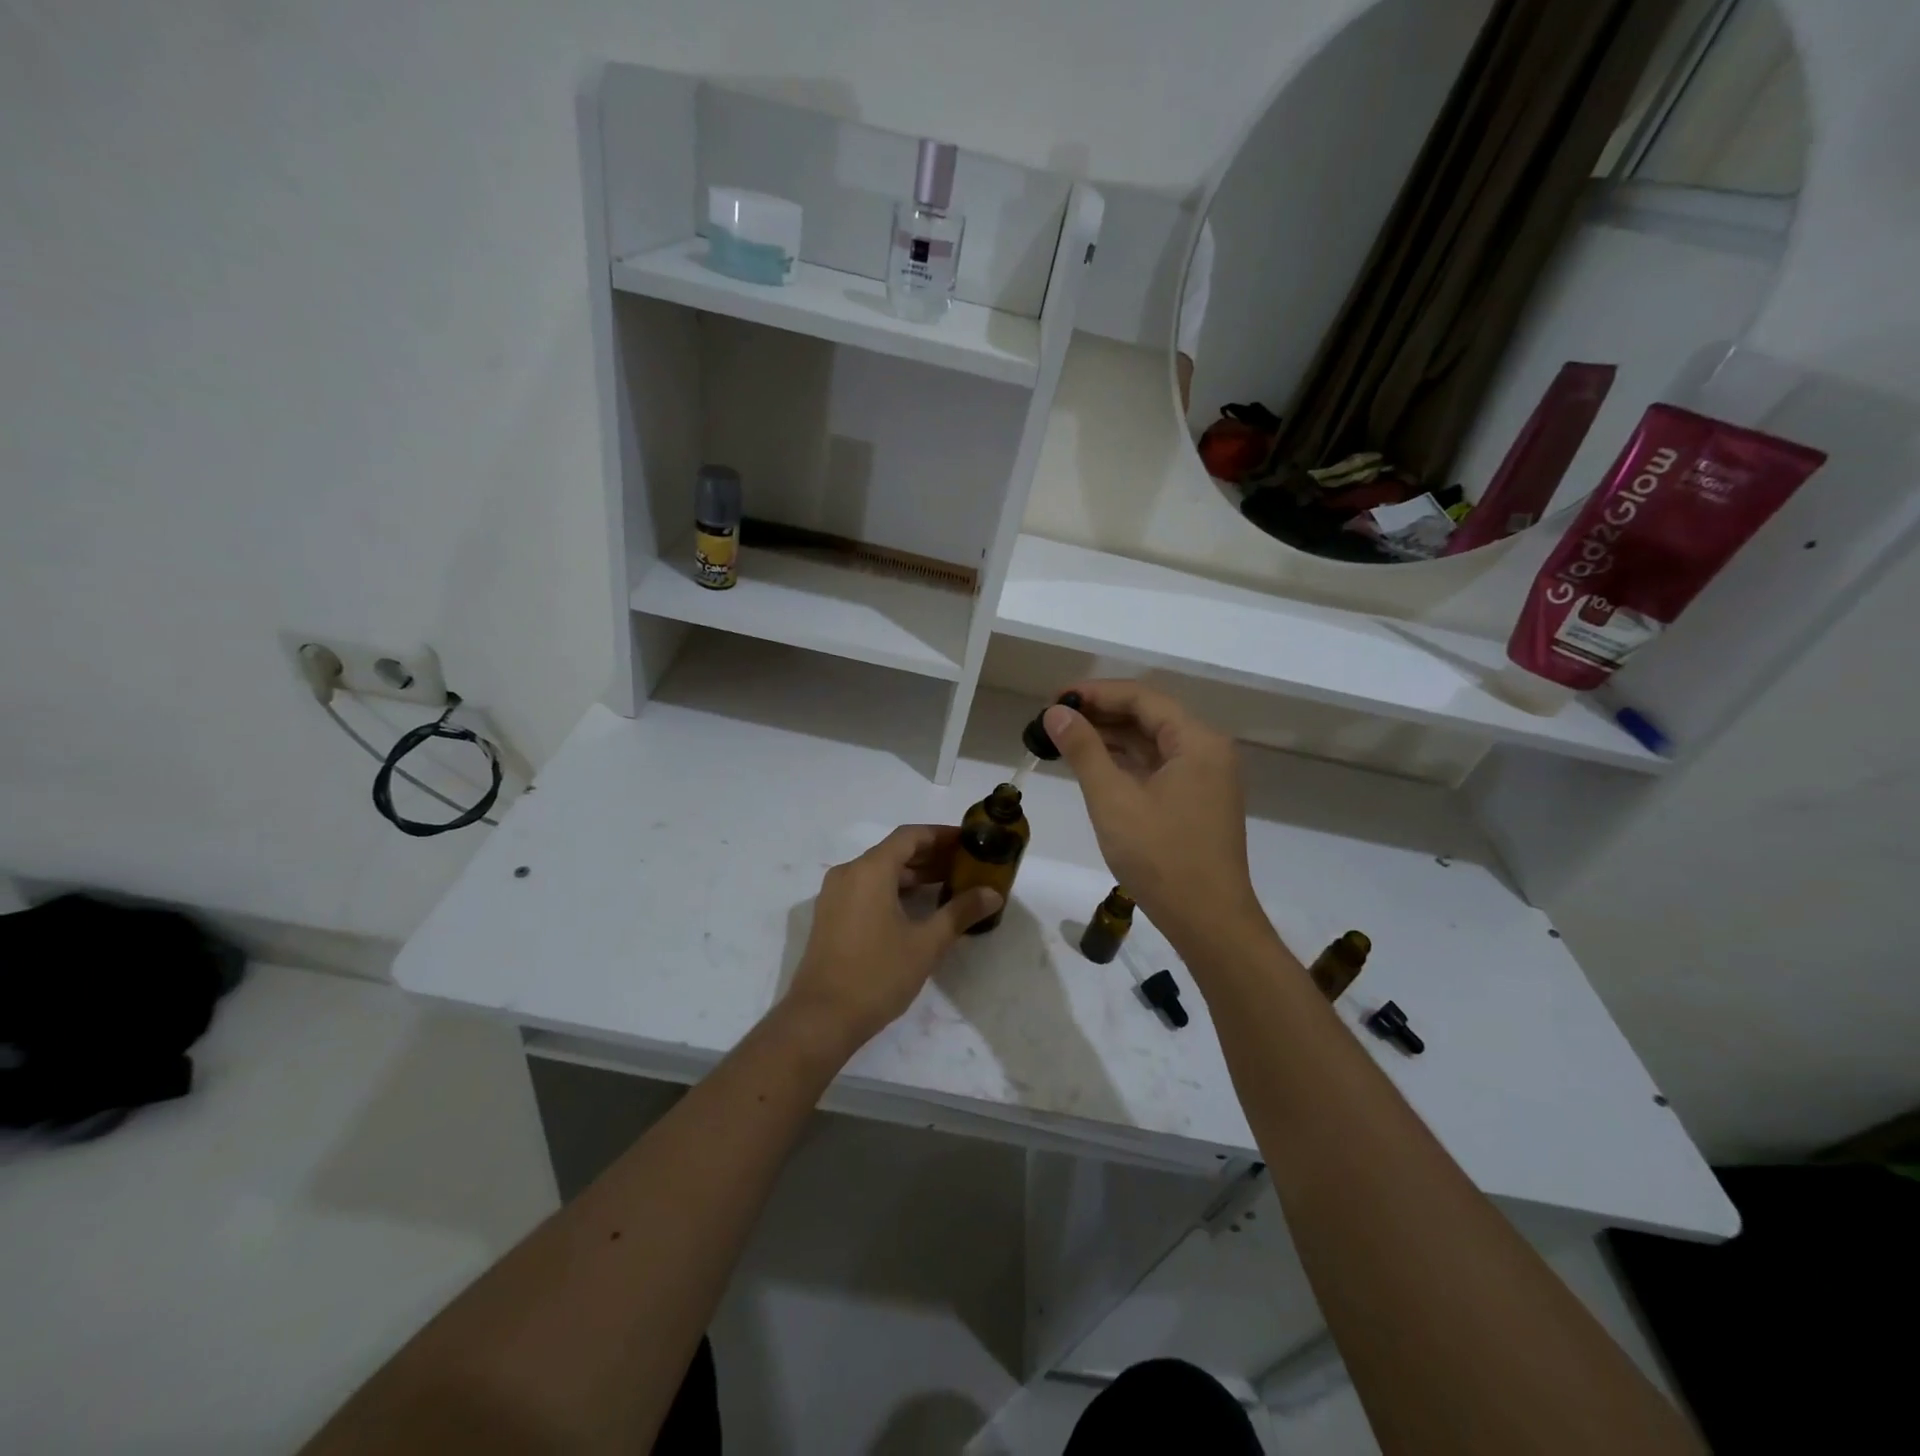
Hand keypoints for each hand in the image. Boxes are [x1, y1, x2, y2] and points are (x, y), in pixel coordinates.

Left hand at [783, 825, 1002, 1052]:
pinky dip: (893, 889)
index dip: (941, 835)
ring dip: (912, 874)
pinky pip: (866, 888)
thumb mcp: (926, 944)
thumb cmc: (877, 975)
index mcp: (870, 870)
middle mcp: (849, 873)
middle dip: (931, 856)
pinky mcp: (830, 915)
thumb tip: (992, 894)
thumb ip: (960, 912)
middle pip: (894, 851)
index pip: (910, 836)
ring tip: (948, 886)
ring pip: (879, 871)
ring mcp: (835, 894)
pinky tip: (917, 908)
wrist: (820, 1018)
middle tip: (965, 866)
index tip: (969, 842)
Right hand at [1043, 682, 1262, 949]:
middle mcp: (1208, 751)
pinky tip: (1094, 765)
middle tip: (1055, 718)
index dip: (1096, 693)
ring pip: (1153, 743)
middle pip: (1149, 716)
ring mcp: (1205, 778)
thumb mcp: (1113, 799)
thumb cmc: (1161, 857)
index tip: (1056, 698)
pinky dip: (1126, 762)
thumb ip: (1083, 750)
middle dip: (1102, 714)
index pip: (1142, 698)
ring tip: (1065, 738)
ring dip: (1111, 738)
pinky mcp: (1197, 801)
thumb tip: (1056, 712)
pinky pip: (1158, 767)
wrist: (1208, 921)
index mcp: (1197, 741)